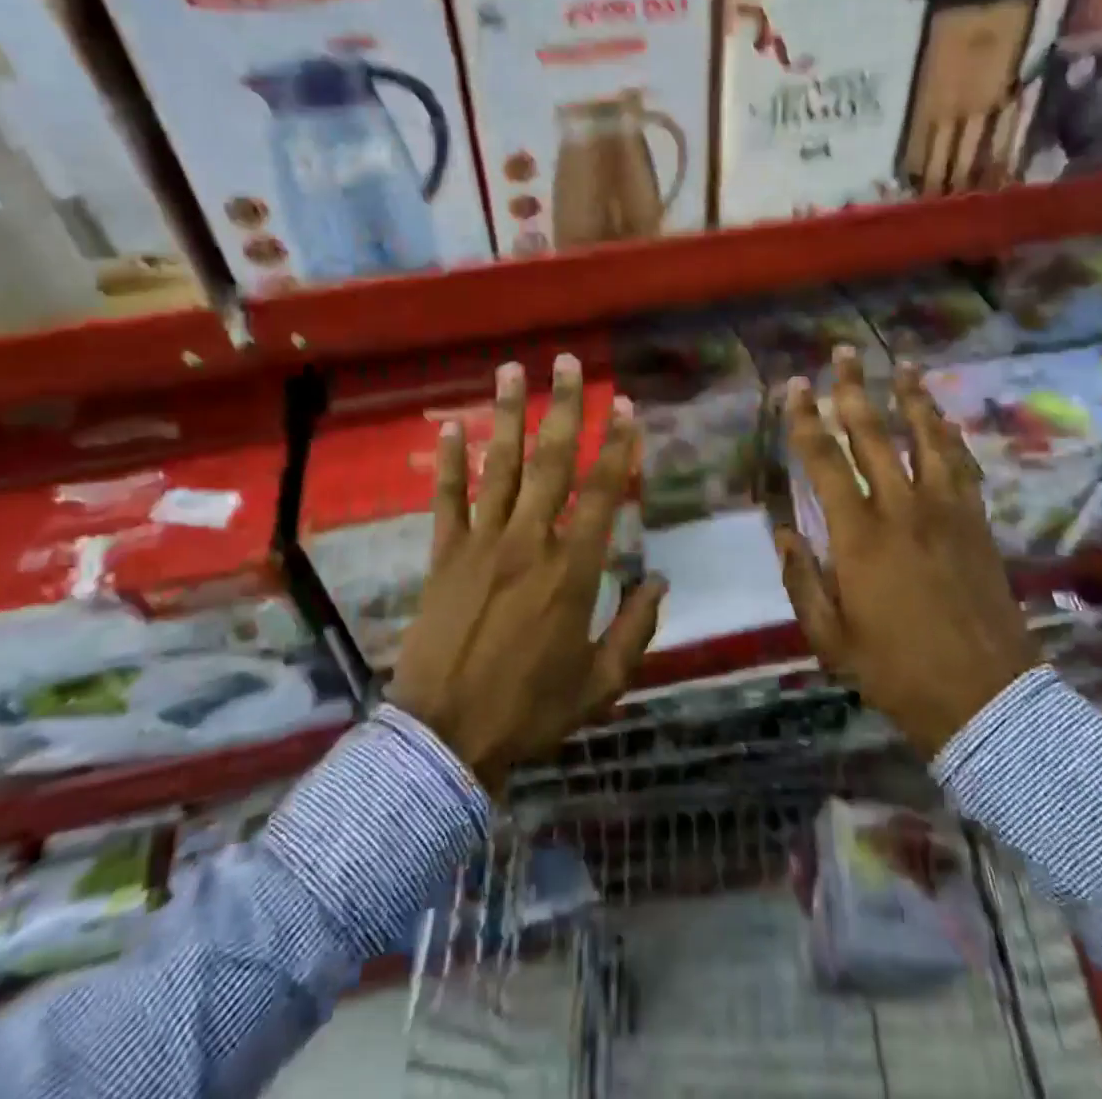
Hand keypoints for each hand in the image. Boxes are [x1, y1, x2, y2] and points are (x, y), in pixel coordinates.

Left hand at [387, 354, 666, 792]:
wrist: (446, 738)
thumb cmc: (531, 710)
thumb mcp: (600, 682)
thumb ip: (635, 629)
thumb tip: (659, 582)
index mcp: (573, 570)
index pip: (602, 492)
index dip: (617, 445)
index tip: (624, 407)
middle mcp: (529, 542)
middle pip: (551, 463)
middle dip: (564, 408)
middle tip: (567, 363)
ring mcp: (480, 544)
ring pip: (499, 468)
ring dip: (507, 415)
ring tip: (512, 371)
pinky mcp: (441, 556)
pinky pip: (446, 500)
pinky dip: (449, 462)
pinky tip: (452, 426)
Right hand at [774, 349, 1035, 757]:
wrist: (985, 698)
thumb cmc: (896, 671)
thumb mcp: (830, 637)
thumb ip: (802, 580)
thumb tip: (782, 532)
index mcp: (859, 536)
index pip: (825, 461)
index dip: (807, 420)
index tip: (797, 387)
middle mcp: (901, 509)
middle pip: (874, 435)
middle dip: (854, 390)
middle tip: (844, 354)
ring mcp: (946, 512)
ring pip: (926, 439)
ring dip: (911, 399)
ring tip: (901, 366)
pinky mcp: (977, 523)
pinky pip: (962, 466)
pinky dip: (950, 436)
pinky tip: (942, 420)